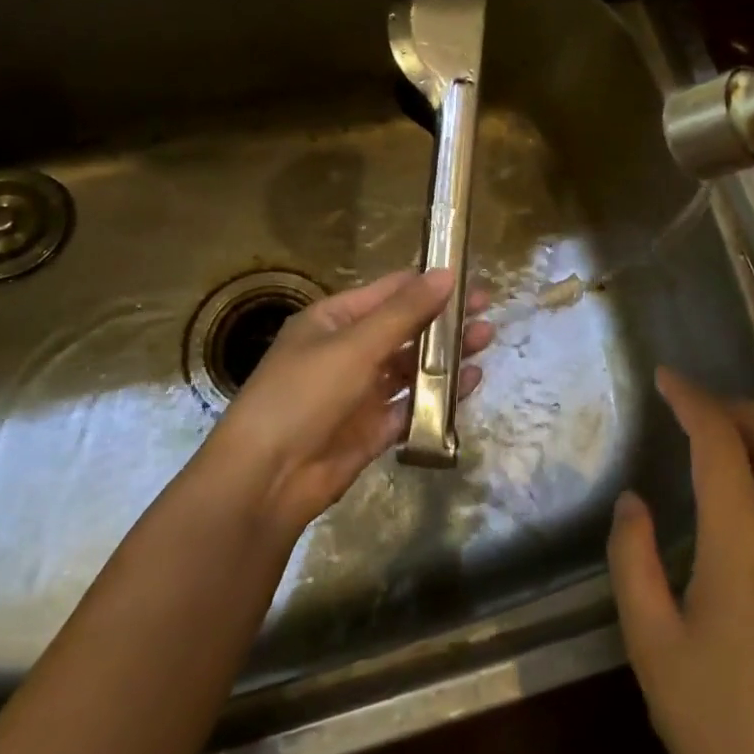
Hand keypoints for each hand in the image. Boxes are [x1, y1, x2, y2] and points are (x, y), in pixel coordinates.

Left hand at [202, 269, 492, 538]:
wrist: (266, 480)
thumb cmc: (305, 395)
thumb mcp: (356, 345)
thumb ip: (405, 312)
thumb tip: (446, 273)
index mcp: (333, 321)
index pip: (387, 292)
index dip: (427, 283)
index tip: (468, 277)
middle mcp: (347, 352)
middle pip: (404, 328)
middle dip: (443, 319)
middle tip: (487, 309)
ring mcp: (360, 392)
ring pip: (411, 366)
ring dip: (446, 354)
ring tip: (487, 339)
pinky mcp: (372, 430)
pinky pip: (412, 405)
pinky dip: (440, 394)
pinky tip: (471, 382)